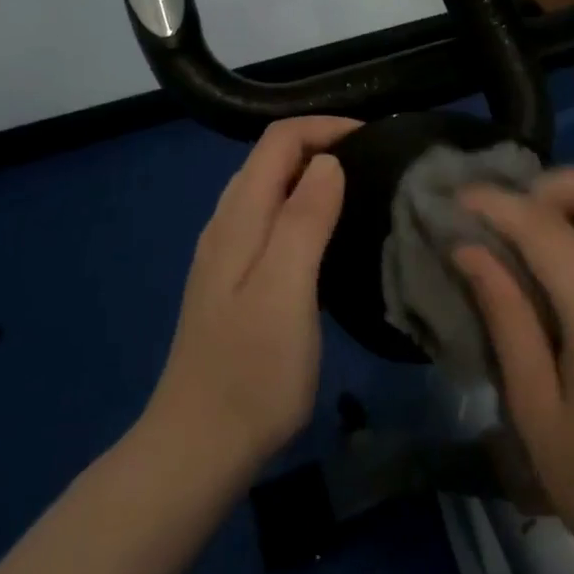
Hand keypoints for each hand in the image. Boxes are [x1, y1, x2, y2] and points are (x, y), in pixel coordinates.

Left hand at [145, 116, 356, 478]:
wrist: (198, 447)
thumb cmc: (252, 371)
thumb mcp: (286, 290)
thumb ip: (304, 220)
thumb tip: (328, 162)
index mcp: (239, 217)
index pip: (278, 140)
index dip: (325, 127)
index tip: (374, 139)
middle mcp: (226, 224)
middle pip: (271, 158)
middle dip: (321, 144)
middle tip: (375, 162)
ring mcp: (225, 254)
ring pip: (269, 187)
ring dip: (311, 174)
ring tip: (359, 189)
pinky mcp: (233, 281)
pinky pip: (269, 219)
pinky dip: (301, 205)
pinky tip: (326, 234)